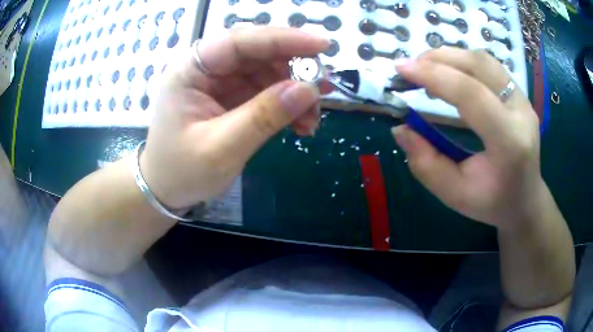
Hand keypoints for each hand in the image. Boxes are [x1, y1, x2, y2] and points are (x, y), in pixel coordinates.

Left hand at [140, 28, 329, 208]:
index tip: (322, 45)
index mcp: (190, 70)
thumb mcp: (222, 148)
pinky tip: (301, 123)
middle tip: (323, 89)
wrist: (167, 191)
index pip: (239, 42)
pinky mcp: (232, 98)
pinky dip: (287, 105)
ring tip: (312, 118)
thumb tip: (309, 89)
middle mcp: (206, 69)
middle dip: (294, 69)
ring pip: (267, 72)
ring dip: (294, 91)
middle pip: (257, 53)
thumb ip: (263, 116)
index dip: (283, 39)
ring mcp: (220, 83)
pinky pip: (266, 92)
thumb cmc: (182, 171)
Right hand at [392, 48, 546, 229]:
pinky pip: (490, 66)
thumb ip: (426, 164)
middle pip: (479, 66)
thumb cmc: (492, 202)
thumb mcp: (455, 195)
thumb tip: (401, 128)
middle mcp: (521, 113)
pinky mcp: (520, 95)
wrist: (525, 199)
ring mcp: (523, 100)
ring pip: (484, 60)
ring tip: (426, 66)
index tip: (401, 69)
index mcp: (509, 142)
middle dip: (439, 59)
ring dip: (451, 56)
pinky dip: (463, 61)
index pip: (472, 95)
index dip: (435, 76)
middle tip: (410, 66)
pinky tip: (449, 71)